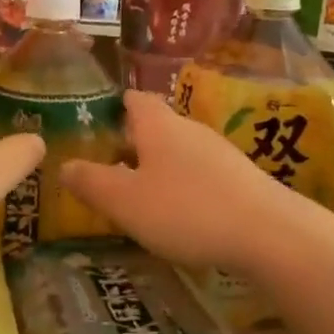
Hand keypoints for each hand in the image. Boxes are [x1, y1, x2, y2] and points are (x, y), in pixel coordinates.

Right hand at [60, 91, 301, 275]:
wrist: (269, 234)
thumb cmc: (186, 209)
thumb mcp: (125, 201)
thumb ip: (91, 183)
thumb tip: (64, 166)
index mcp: (159, 126)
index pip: (134, 100)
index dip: (114, 106)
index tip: (98, 119)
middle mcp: (190, 130)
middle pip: (157, 126)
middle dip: (133, 143)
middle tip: (108, 166)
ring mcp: (221, 153)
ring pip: (180, 152)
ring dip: (159, 167)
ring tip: (139, 194)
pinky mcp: (241, 180)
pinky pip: (202, 174)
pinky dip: (184, 186)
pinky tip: (180, 214)